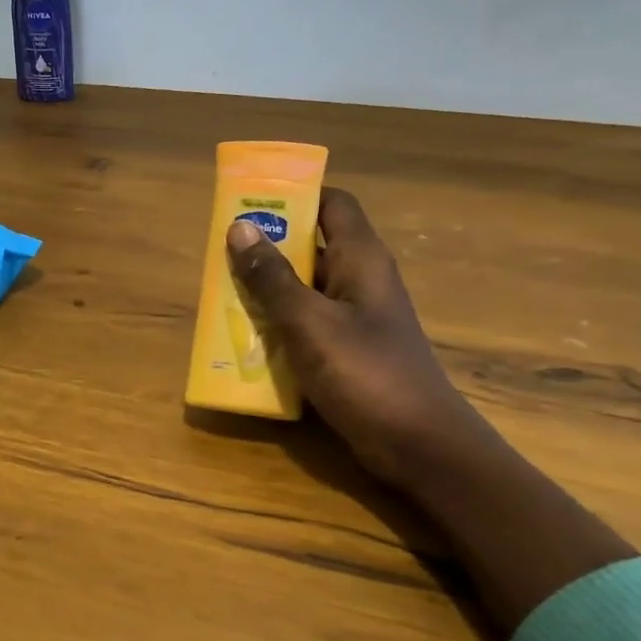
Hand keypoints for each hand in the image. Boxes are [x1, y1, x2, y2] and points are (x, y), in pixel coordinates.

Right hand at [225, 187, 481, 483]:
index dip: (295, 195)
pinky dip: (278, 323)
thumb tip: (239, 228)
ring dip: (268, 288)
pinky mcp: (348, 350)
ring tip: (222, 293)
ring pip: (305, 286)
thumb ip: (272, 278)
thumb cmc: (366, 373)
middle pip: (312, 244)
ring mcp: (355, 317)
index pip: (332, 203)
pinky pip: (307, 322)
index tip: (250, 202)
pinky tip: (247, 338)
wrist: (418, 445)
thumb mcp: (309, 322)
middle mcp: (360, 280)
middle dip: (268, 246)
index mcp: (360, 259)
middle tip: (222, 253)